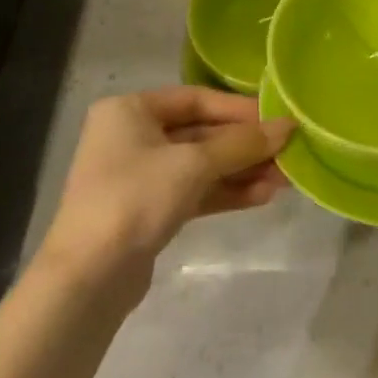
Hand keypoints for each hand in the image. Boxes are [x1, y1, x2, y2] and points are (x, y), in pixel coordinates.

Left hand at [39, 87, 293, 287]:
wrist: (87, 278)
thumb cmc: (135, 198)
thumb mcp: (194, 164)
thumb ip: (243, 144)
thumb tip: (289, 126)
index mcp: (130, 109)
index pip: (196, 99)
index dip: (240, 109)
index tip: (279, 119)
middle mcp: (132, 136)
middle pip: (201, 133)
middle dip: (245, 146)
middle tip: (288, 153)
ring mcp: (139, 175)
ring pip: (201, 165)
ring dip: (241, 171)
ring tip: (284, 180)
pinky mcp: (147, 210)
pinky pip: (194, 191)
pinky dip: (226, 192)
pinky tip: (262, 196)